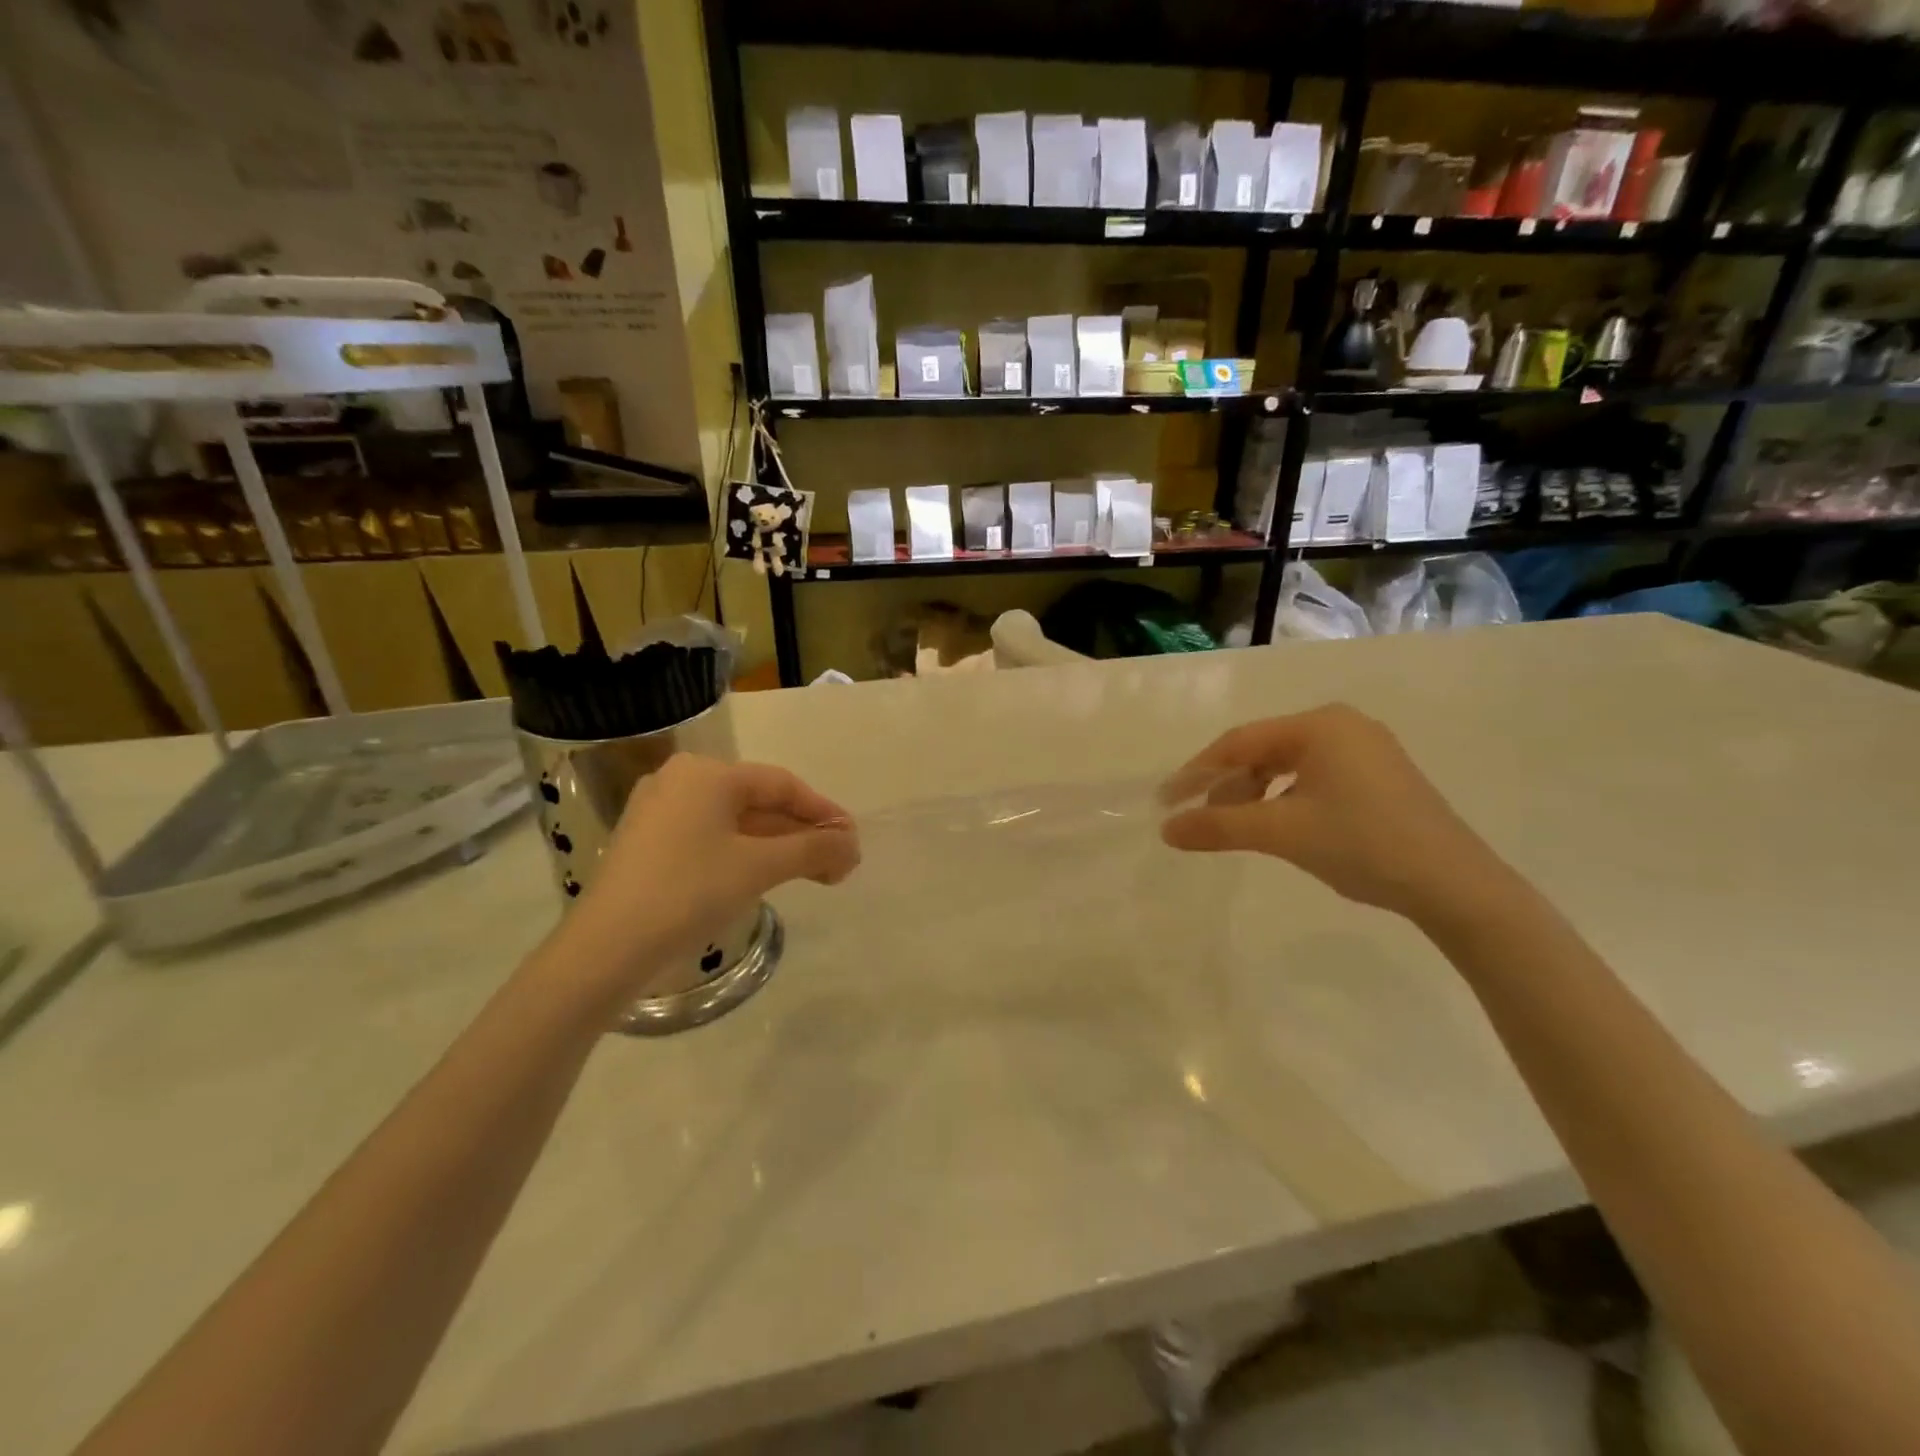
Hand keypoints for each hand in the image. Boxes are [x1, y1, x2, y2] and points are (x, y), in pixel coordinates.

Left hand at [561, 754, 859, 996]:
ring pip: (735, 823)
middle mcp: (681, 781)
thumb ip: (813, 849)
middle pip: (759, 803)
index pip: (782, 784)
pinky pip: (710, 838)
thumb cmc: (688, 893)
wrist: (605, 950)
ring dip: (778, 847)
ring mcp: (659, 812)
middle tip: (838, 864)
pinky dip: (744, 854)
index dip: (823, 812)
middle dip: (803, 834)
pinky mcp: (648, 844)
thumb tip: (853, 845)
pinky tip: (768, 876)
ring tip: (814, 874)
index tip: (852, 840)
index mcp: (707, 773)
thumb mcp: (759, 867)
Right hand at [1159, 704, 1511, 924]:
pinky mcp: (1379, 776)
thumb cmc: (1362, 844)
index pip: (1239, 742)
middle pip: (1263, 751)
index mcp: (1319, 725)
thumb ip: (1218, 827)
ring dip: (1254, 795)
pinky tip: (1278, 825)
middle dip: (1226, 785)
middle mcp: (1342, 725)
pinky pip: (1313, 778)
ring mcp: (1365, 750)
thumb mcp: (1281, 833)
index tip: (1166, 802)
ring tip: (1234, 828)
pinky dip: (1284, 799)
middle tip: (1200, 819)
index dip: (1197, 772)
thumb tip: (1167, 830)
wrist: (1456, 885)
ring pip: (1288, 766)